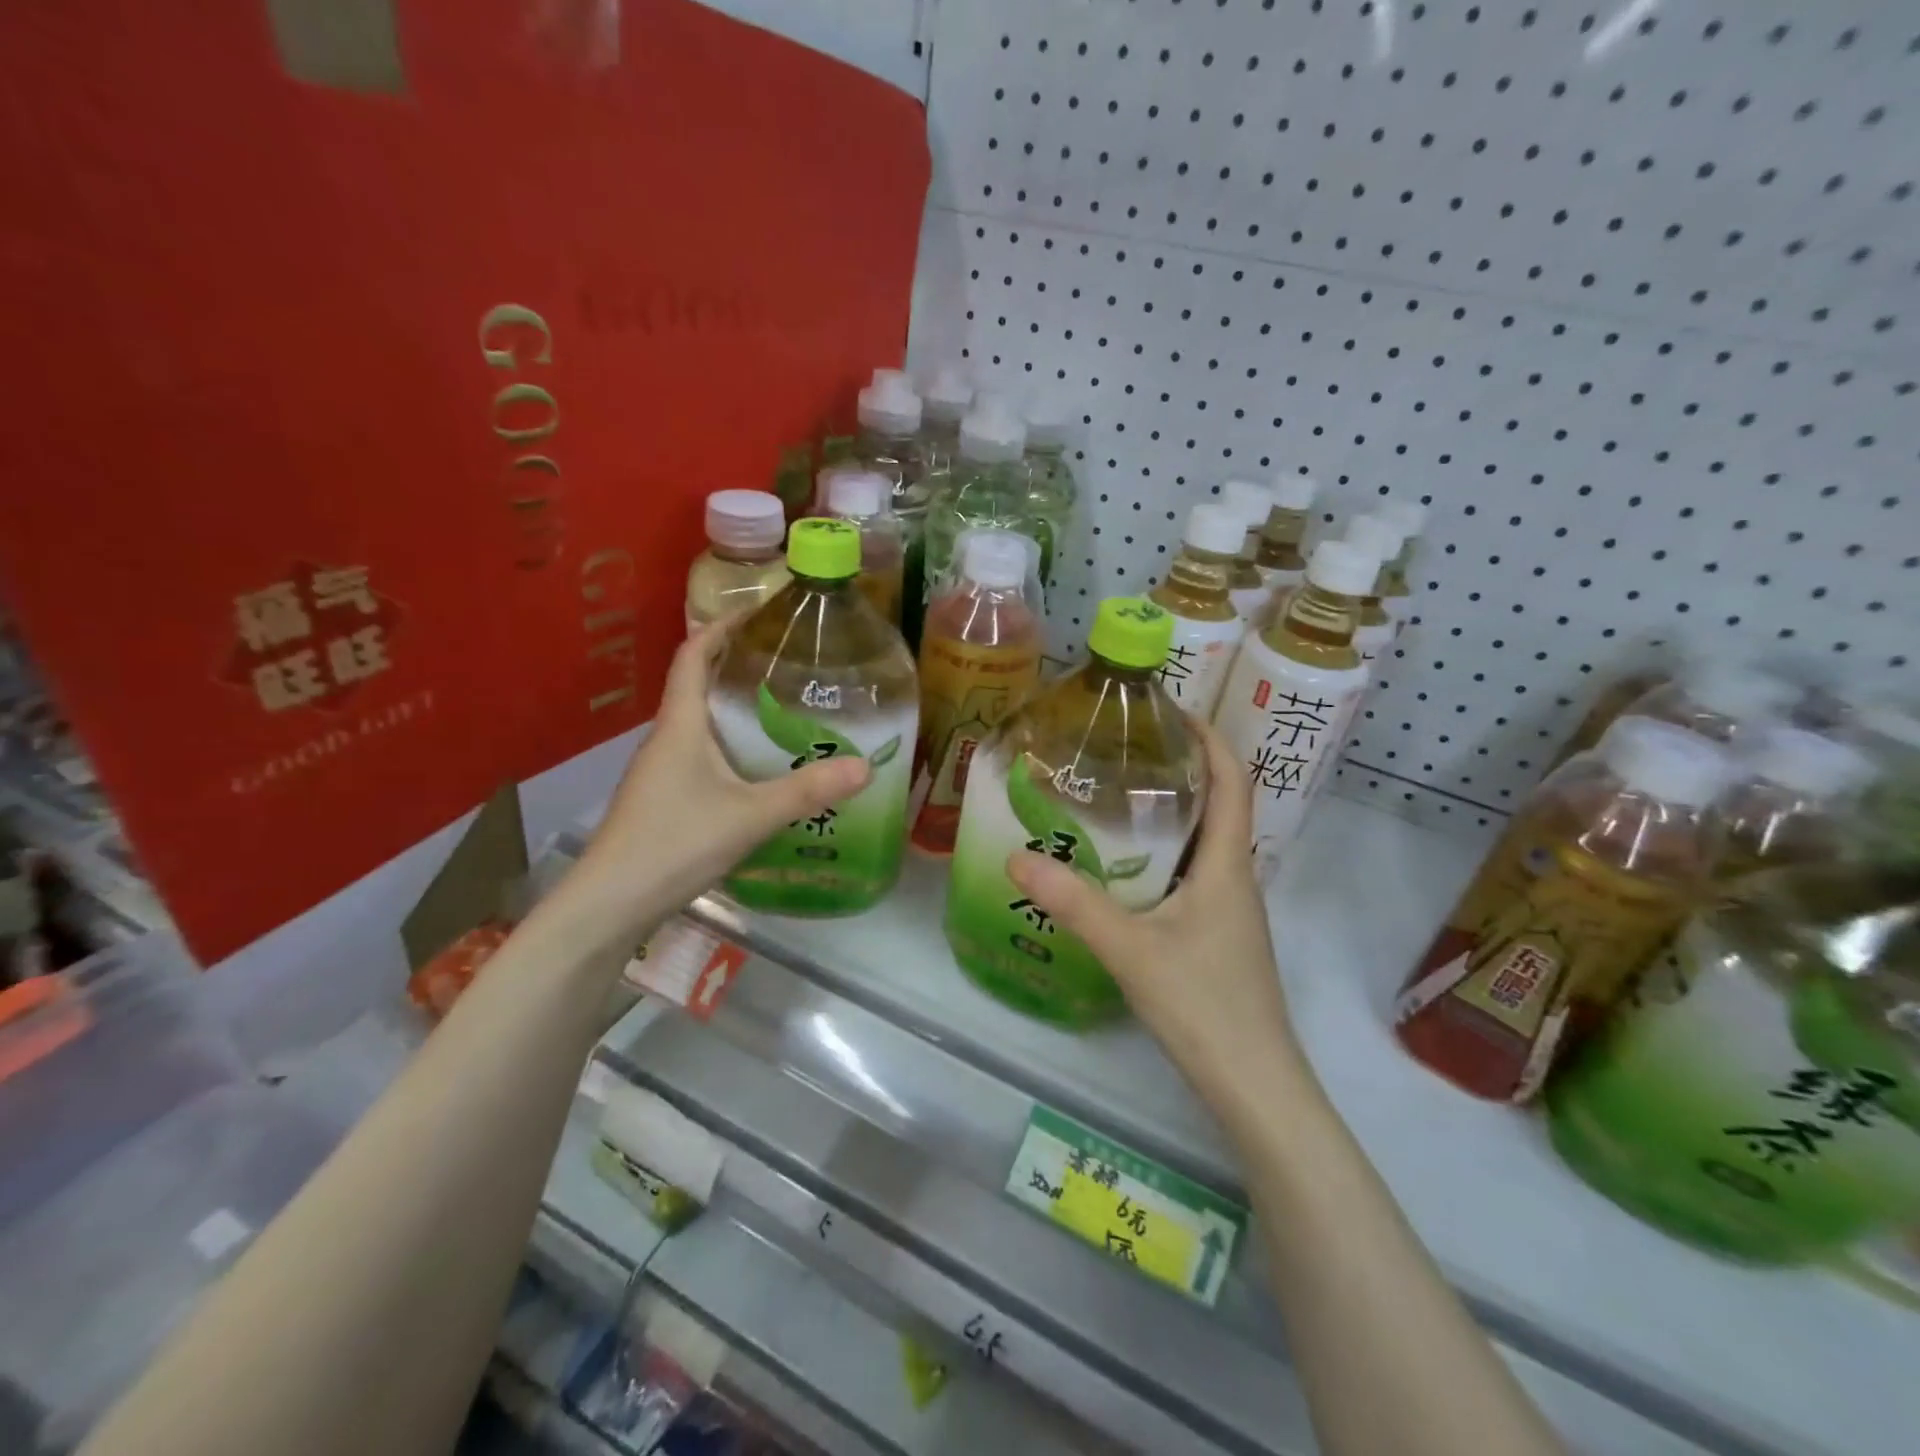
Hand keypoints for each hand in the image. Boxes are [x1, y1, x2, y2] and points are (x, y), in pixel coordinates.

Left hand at [574, 619, 868, 942]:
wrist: (610, 904)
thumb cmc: (673, 843)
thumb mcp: (749, 816)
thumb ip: (807, 791)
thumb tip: (866, 766)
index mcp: (681, 725)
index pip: (693, 655)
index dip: (721, 626)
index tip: (758, 611)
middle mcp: (668, 738)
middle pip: (699, 684)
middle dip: (738, 665)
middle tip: (790, 661)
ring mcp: (662, 771)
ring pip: (702, 723)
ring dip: (736, 707)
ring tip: (786, 708)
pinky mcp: (665, 798)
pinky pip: (703, 754)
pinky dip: (732, 744)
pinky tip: (761, 767)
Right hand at [1005, 718, 1301, 1113]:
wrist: (1254, 1084)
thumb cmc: (1204, 1005)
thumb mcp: (1130, 948)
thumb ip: (1074, 902)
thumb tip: (1016, 854)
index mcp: (1228, 864)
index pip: (1233, 781)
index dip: (1210, 738)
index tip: (1172, 709)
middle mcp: (1236, 877)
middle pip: (1219, 805)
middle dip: (1182, 769)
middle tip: (1127, 749)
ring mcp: (1230, 909)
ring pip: (1204, 842)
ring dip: (1173, 812)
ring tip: (1119, 796)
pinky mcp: (1218, 935)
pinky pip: (1193, 874)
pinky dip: (1165, 853)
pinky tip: (1125, 866)